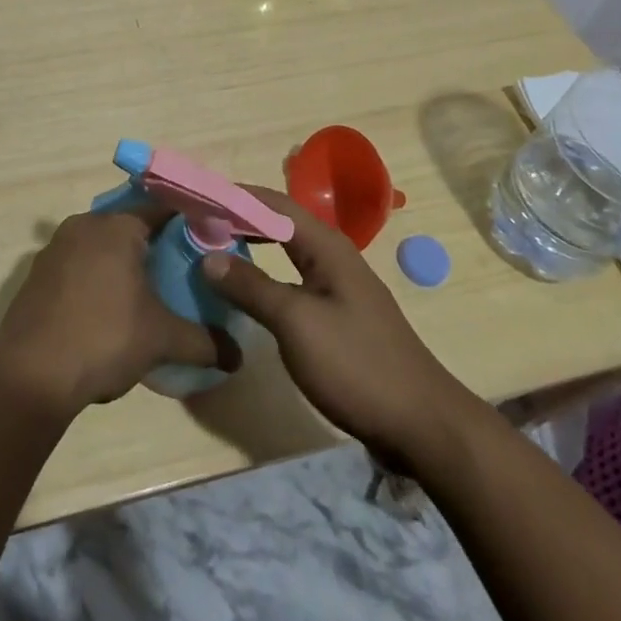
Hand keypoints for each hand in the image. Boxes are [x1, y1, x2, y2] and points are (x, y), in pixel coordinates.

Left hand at [0, 206, 228, 418]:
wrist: (30, 374)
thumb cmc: (104, 338)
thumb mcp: (161, 340)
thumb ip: (203, 342)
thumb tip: (238, 356)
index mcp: (117, 226)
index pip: (162, 209)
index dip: (187, 223)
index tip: (207, 241)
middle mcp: (84, 225)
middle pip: (129, 227)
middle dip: (153, 247)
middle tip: (180, 273)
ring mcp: (55, 248)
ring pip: (100, 247)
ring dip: (121, 265)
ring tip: (145, 296)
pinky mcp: (37, 275)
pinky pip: (77, 266)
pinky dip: (94, 280)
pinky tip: (106, 312)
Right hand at [203, 186, 457, 460]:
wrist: (422, 425)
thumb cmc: (356, 364)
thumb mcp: (296, 323)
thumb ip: (251, 287)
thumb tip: (208, 256)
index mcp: (326, 246)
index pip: (274, 202)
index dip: (236, 196)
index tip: (197, 197)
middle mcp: (333, 255)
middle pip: (280, 221)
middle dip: (240, 217)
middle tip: (198, 221)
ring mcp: (338, 286)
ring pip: (287, 250)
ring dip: (252, 244)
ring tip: (214, 247)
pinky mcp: (339, 315)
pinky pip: (294, 278)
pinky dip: (266, 274)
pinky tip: (248, 289)